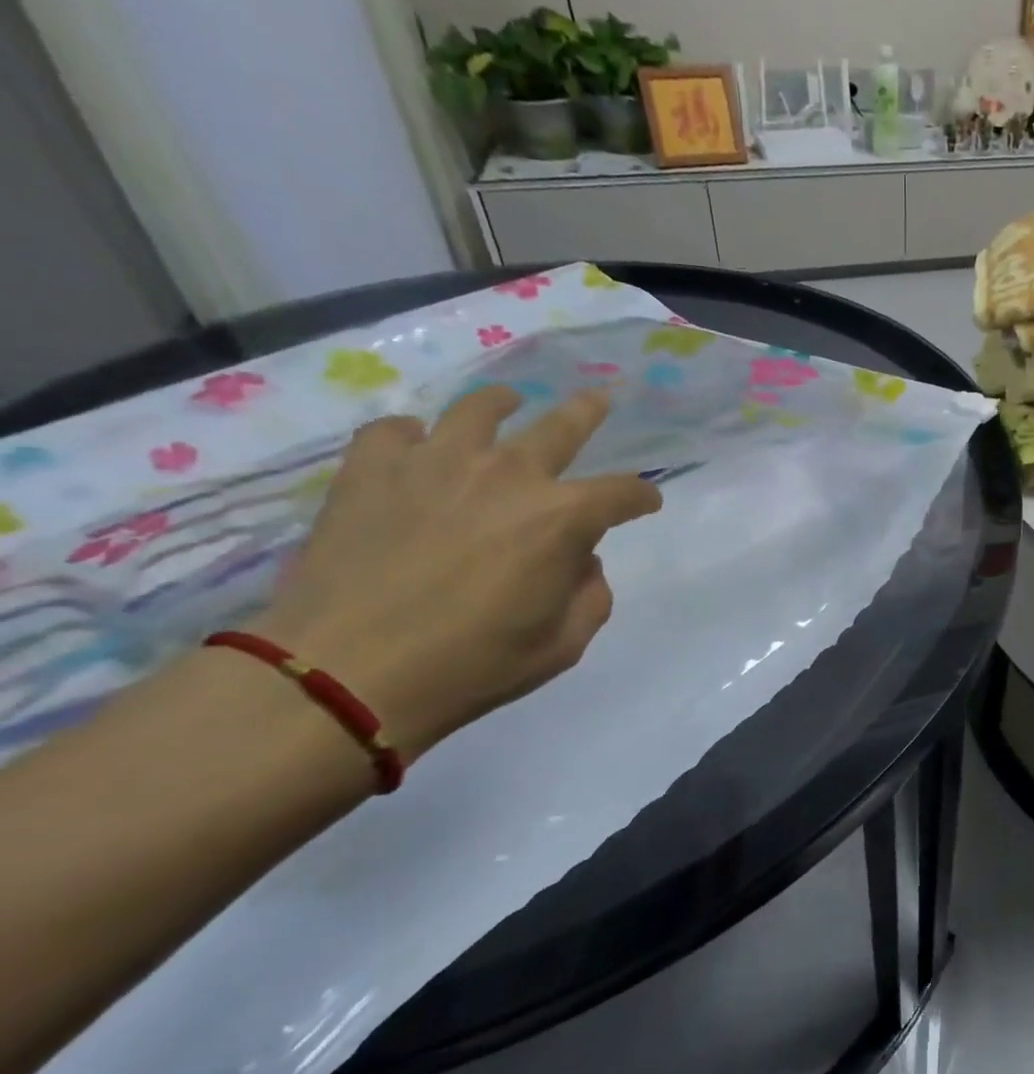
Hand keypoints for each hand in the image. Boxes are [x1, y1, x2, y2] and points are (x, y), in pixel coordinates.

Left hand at [249, 386, 661, 762]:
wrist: (346, 674)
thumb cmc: (471, 665)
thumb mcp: (562, 645)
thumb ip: (590, 595)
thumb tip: (580, 560)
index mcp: (563, 518)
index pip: (623, 492)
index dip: (642, 496)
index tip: (646, 503)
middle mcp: (509, 474)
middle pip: (562, 426)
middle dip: (588, 411)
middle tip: (598, 399)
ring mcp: (436, 463)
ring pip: (478, 409)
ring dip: (501, 404)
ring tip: (506, 403)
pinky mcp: (371, 469)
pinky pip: (395, 430)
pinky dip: (412, 436)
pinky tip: (415, 448)